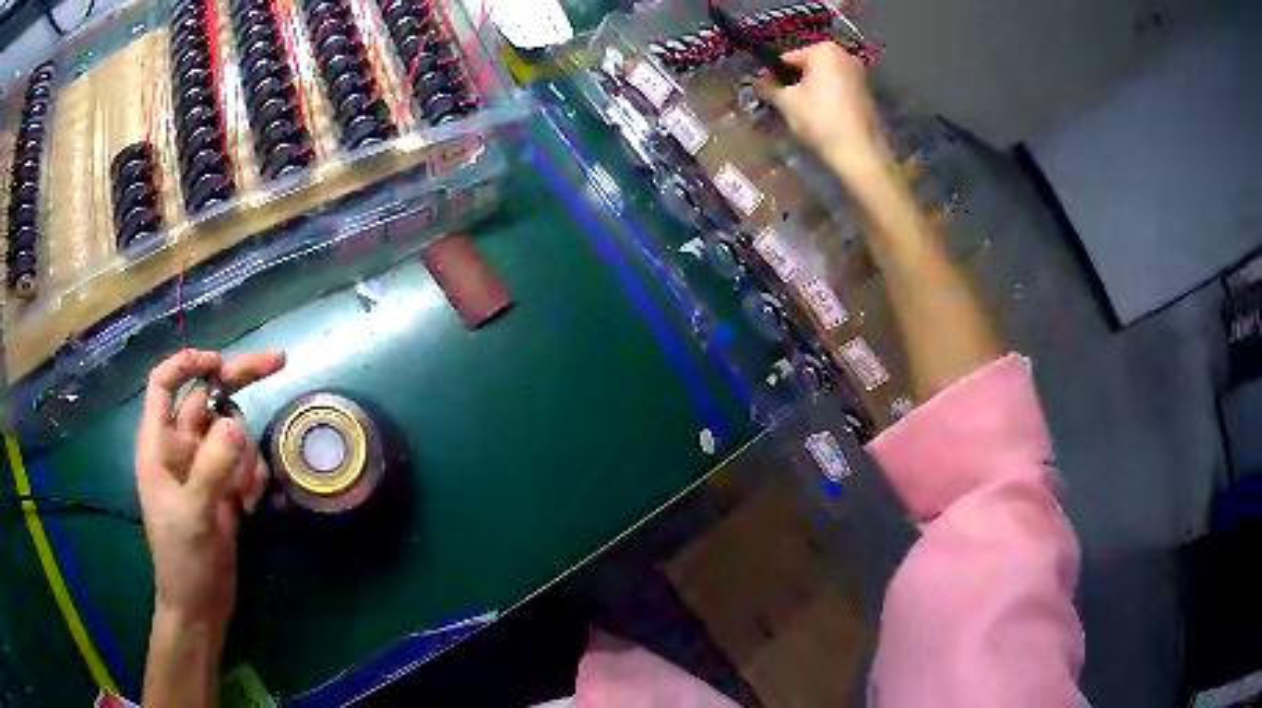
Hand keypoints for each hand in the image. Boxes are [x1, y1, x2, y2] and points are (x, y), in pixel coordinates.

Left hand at [136, 349, 284, 629]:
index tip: (220, 363)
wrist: (201, 605)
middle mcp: (181, 448)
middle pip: (208, 397)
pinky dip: (253, 476)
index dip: (189, 364)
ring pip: (232, 432)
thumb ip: (212, 467)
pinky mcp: (224, 487)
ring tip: (244, 495)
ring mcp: (205, 467)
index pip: (165, 384)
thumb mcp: (194, 514)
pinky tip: (249, 506)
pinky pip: (245, 462)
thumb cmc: (183, 560)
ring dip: (246, 455)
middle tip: (278, 363)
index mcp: (159, 445)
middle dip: (239, 381)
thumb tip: (234, 422)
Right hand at [756, 43, 891, 180]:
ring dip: (810, 90)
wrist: (859, 151)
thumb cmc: (819, 120)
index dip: (774, 76)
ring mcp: (859, 73)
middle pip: (807, 67)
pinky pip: (837, 88)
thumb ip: (767, 87)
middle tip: (784, 104)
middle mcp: (844, 55)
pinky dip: (826, 96)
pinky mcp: (867, 91)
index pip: (787, 59)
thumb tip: (757, 81)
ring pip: (823, 78)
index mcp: (824, 50)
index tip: (767, 93)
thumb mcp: (786, 102)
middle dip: (794, 82)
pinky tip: (821, 115)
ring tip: (801, 111)